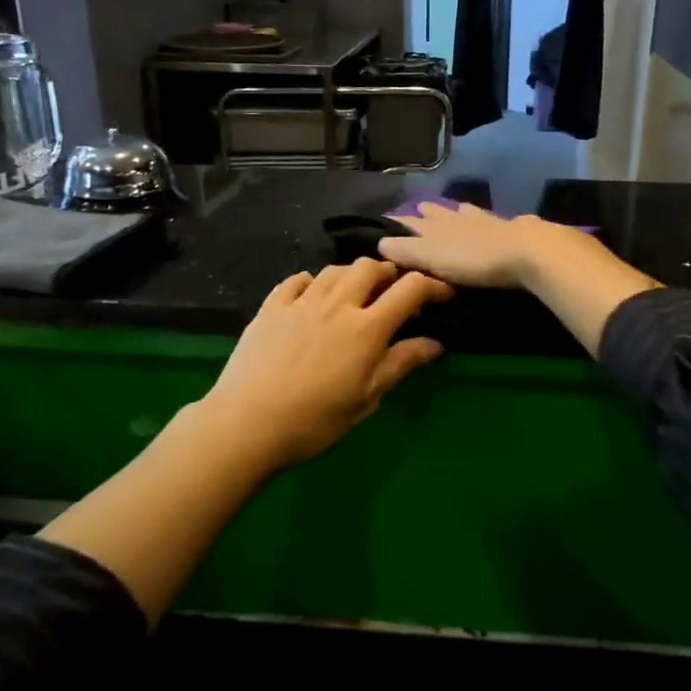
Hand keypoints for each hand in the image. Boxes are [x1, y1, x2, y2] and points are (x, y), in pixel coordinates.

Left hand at [198, 258, 451, 469]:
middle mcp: (337, 304)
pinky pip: (296, 280)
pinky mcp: (271, 307)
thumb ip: (401, 364)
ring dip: (352, 275)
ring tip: (355, 293)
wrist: (248, 422)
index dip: (432, 286)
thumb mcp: (367, 398)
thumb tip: (435, 344)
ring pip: (334, 270)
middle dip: (388, 273)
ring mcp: (301, 302)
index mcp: (367, 328)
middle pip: (370, 267)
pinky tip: (311, 295)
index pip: (409, 290)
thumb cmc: (315, 420)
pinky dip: (312, 282)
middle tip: (393, 291)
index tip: (442, 294)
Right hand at [377, 202, 601, 288]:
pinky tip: (493, 220)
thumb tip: (380, 243)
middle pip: (440, 214)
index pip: (413, 223)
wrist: (526, 251)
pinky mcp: (512, 228)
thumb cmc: (474, 259)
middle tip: (420, 210)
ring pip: (466, 213)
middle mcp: (459, 218)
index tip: (390, 221)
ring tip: (454, 210)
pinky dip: (486, 220)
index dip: (401, 224)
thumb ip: (407, 250)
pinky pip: (493, 220)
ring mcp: (487, 221)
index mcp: (438, 226)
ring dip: (457, 212)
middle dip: (429, 214)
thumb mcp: (432, 257)